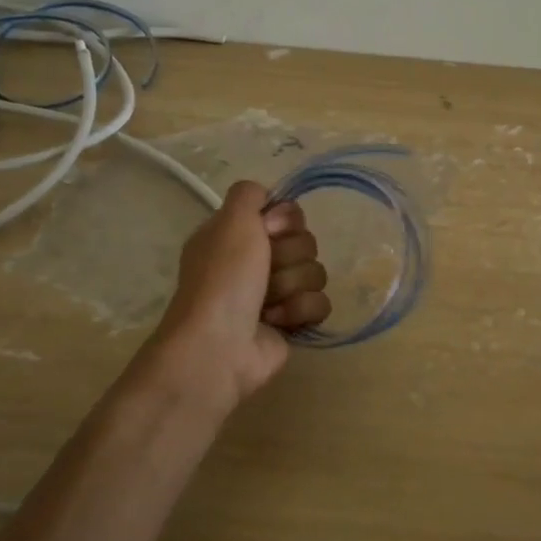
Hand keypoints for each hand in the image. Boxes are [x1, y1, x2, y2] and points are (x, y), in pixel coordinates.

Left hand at [146, 181, 329, 408]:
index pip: (286, 212)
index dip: (285, 221)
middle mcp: (256, 260)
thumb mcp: (230, 221)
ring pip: (315, 272)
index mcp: (238, 234)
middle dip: (289, 256)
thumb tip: (268, 198)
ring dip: (292, 286)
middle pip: (305, 241)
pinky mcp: (292, 321)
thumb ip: (249, 193)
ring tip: (267, 303)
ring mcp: (275, 293)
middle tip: (265, 271)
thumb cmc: (223, 280)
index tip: (268, 232)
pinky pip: (320, 303)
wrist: (219, 346)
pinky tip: (277, 321)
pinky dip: (300, 311)